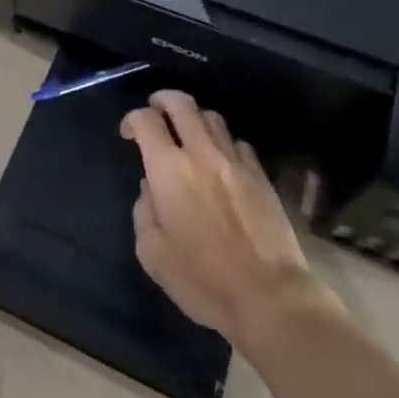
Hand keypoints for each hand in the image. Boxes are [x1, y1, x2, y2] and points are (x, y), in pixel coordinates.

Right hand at [121, 90, 342, 349]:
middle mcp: (201, 154)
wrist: (270, 297)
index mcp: (169, 170)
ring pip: (212, 117)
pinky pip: (238, 142)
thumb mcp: (153, 255)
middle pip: (181, 104)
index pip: (146, 121)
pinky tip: (221, 160)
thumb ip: (144, 212)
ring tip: (188, 133)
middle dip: (163, 100)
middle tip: (155, 110)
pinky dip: (224, 142)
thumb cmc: (203, 281)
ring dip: (195, 118)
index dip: (132, 119)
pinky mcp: (261, 175)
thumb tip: (150, 188)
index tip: (129, 135)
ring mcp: (235, 162)